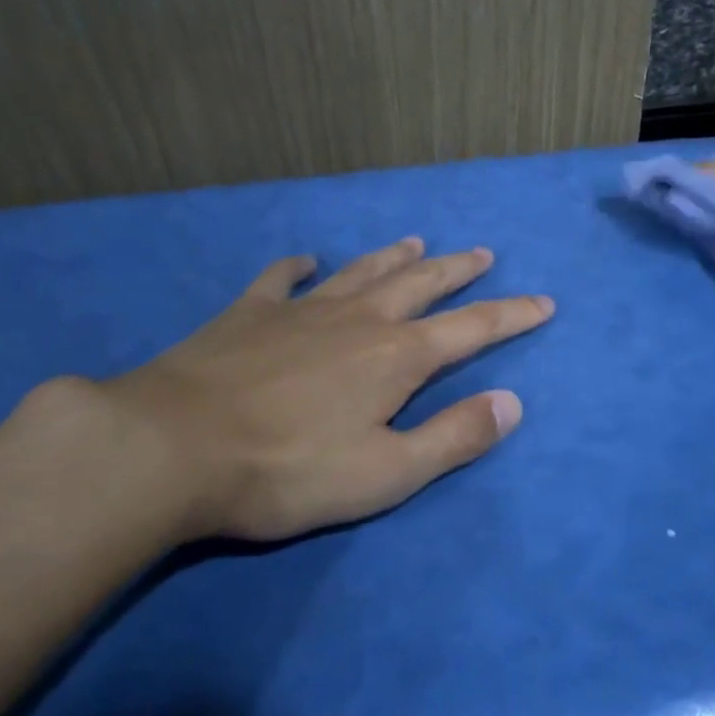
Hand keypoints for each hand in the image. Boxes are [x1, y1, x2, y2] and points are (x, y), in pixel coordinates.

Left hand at [86, 238, 552, 540]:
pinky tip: (305, 259)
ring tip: (416, 242)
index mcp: (397, 358)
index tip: (544, 302)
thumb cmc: (287, 470)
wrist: (170, 448)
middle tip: (482, 253)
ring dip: (394, 258)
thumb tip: (513, 403)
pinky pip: (280, 280)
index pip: (473, 329)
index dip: (512, 315)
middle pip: (421, 285)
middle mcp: (359, 320)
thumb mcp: (386, 473)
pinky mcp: (248, 315)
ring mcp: (301, 311)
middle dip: (457, 271)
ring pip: (362, 272)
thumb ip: (454, 437)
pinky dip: (297, 267)